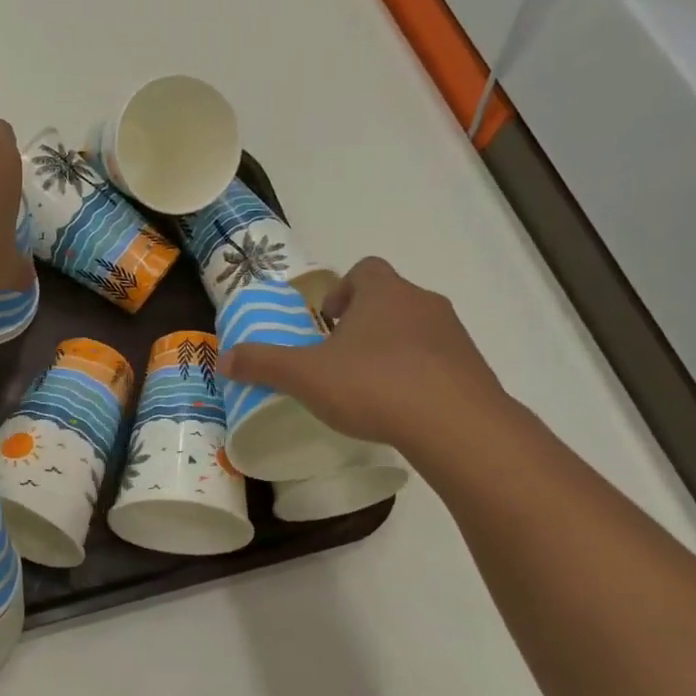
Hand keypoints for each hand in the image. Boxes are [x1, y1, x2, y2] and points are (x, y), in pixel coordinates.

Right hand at [220, 258, 506, 458]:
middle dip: (363, 323)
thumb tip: (223, 359)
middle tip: (339, 359)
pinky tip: (401, 408)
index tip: (327, 322)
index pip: (365, 270)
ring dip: (391, 349)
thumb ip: (263, 364)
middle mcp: (422, 303)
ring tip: (369, 387)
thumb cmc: (374, 385)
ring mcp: (453, 335)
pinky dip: (417, 375)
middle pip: (389, 299)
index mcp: (384, 293)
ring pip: (414, 330)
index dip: (342, 290)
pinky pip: (437, 361)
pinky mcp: (472, 368)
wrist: (457, 425)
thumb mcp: (305, 376)